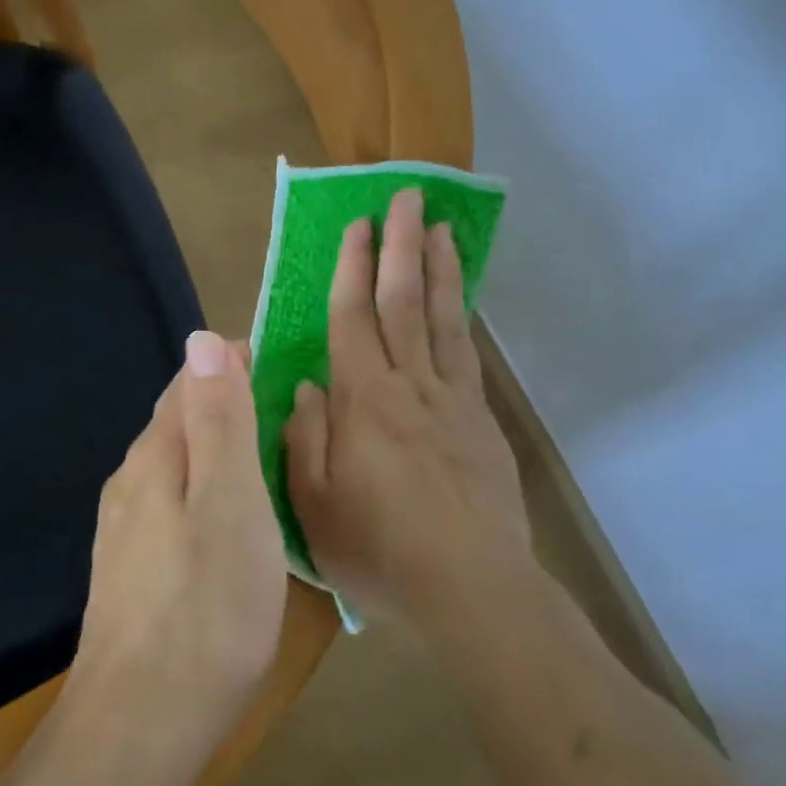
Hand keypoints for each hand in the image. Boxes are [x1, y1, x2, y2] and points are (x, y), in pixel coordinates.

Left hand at [71, 332, 286, 737]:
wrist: (142, 720)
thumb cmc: (206, 606)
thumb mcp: (230, 502)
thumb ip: (218, 421)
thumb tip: (202, 339)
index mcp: (155, 456)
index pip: (188, 382)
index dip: (231, 363)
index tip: (281, 361)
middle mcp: (130, 481)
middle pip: (177, 421)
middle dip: (224, 402)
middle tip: (284, 408)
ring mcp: (124, 527)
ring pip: (174, 464)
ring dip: (215, 447)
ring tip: (266, 457)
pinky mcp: (130, 567)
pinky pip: (171, 503)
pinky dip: (204, 489)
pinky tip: (228, 518)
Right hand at [284, 189, 534, 632]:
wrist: (472, 588)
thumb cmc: (379, 549)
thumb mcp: (314, 504)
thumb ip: (304, 438)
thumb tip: (304, 385)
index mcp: (362, 402)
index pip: (353, 319)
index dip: (352, 268)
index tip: (357, 225)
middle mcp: (409, 386)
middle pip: (403, 303)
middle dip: (400, 246)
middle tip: (405, 197)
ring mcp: (452, 401)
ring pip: (443, 320)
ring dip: (439, 268)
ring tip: (439, 227)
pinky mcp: (481, 421)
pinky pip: (468, 355)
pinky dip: (463, 317)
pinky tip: (460, 299)